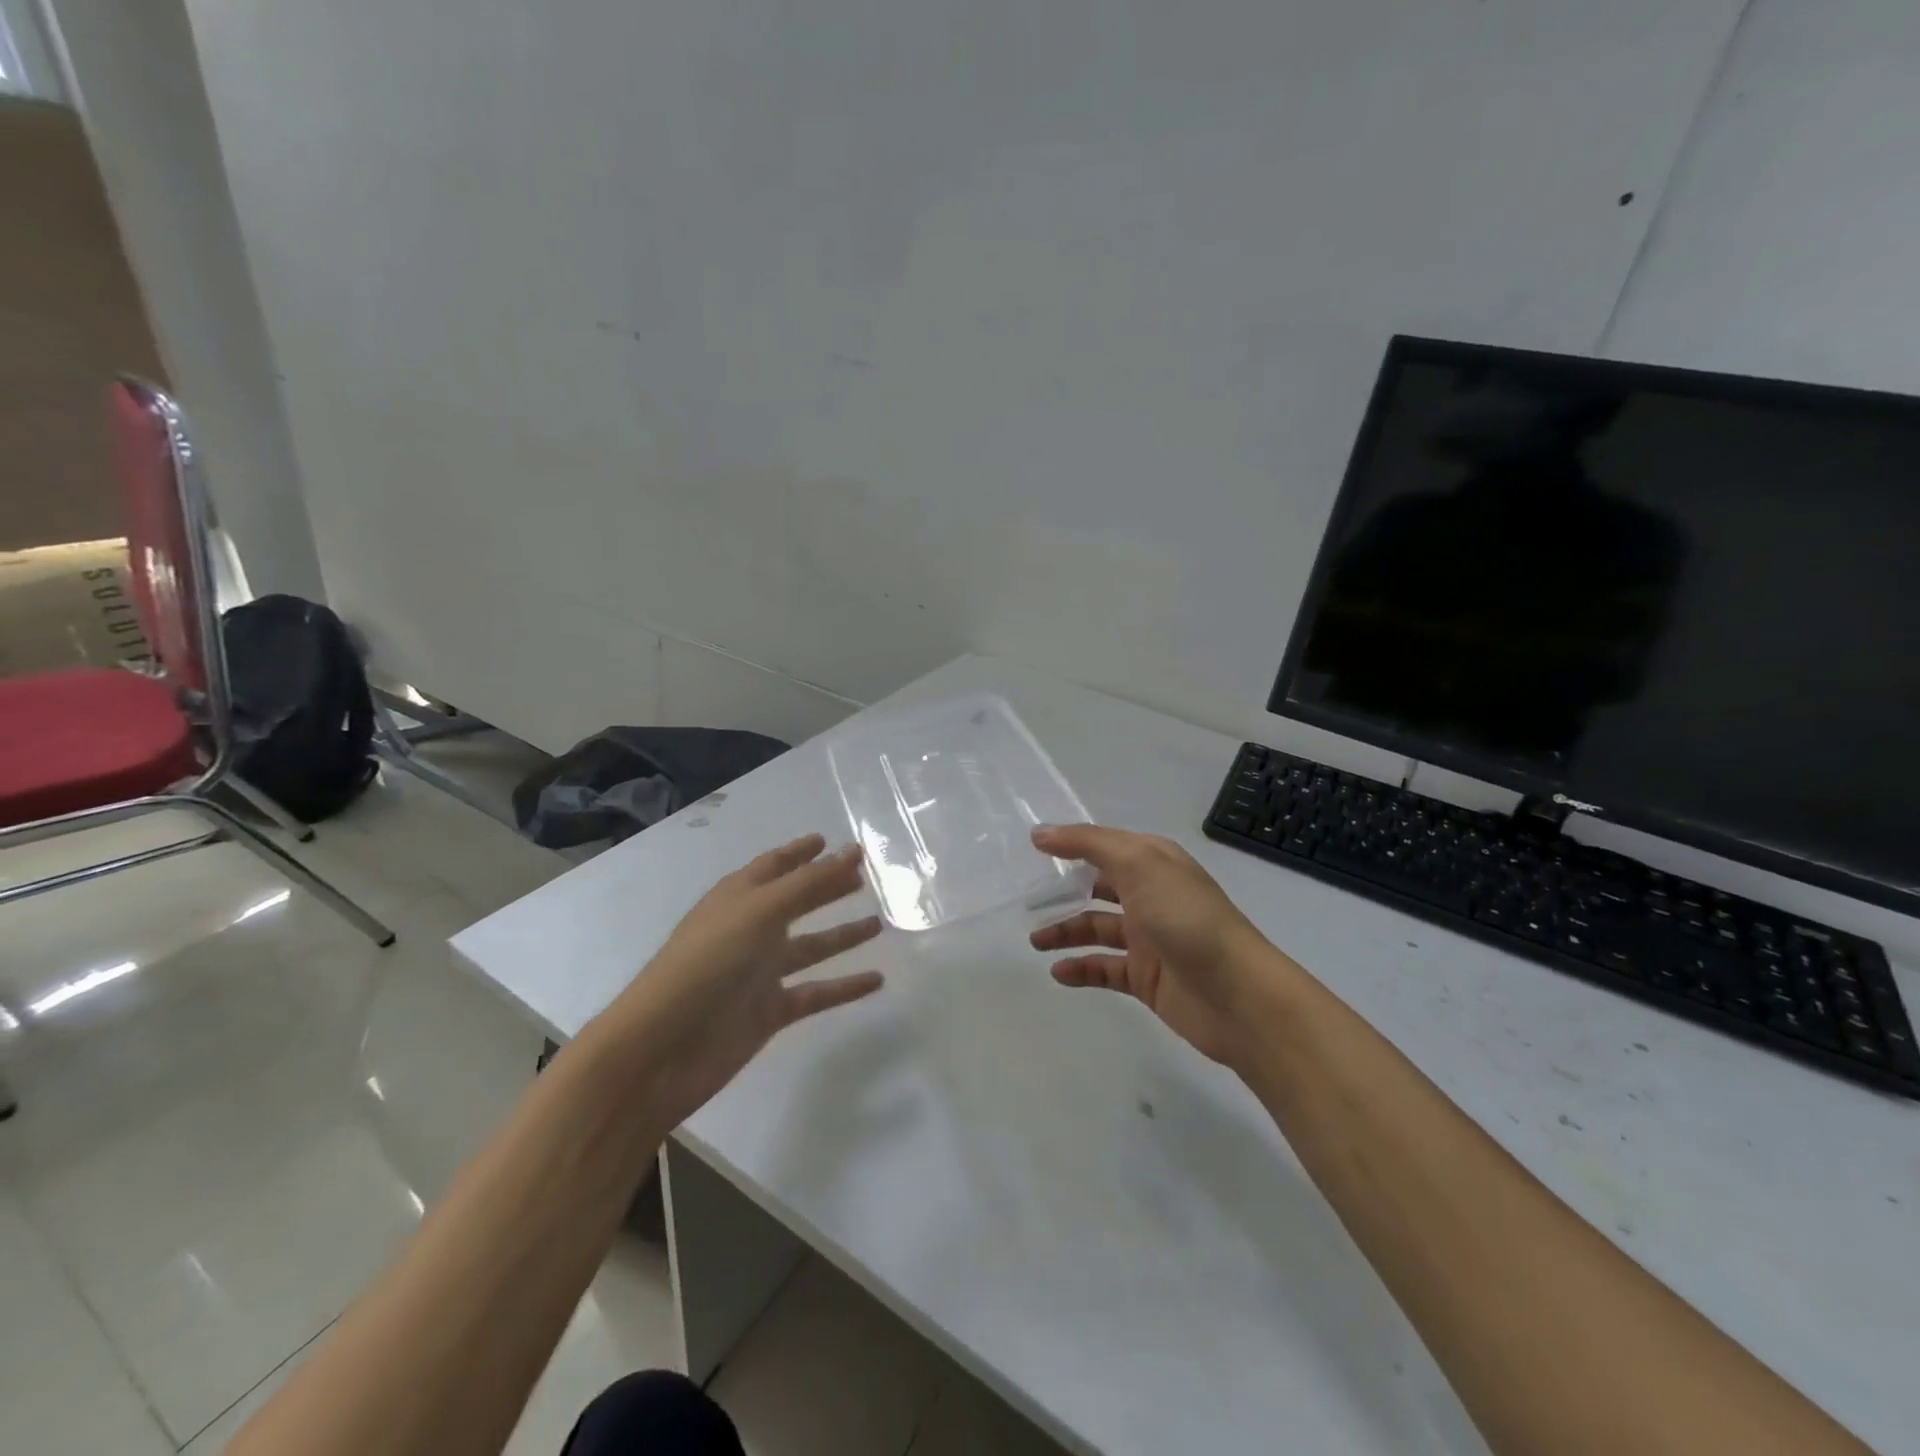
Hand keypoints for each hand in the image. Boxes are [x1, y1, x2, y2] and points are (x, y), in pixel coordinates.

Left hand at [604, 835, 882, 1129]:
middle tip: (865, 878)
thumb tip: (850, 853)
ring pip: (810, 947)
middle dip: (827, 888)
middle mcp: (750, 929)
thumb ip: (808, 884)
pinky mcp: (769, 1011)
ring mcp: (758, 972)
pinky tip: (877, 980)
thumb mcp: (760, 912)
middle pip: (797, 902)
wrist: (662, 1048)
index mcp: (738, 897)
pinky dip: (845, 986)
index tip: (830, 840)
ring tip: (880, 924)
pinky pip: (815, 991)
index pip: (774, 866)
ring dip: (843, 936)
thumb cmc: (707, 964)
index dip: (801, 852)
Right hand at [1030, 824, 1285, 1067]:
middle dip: (1065, 891)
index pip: (1105, 846)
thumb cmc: (1186, 918)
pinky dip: (1081, 968)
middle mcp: (1151, 895)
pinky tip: (1058, 972)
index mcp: (1154, 862)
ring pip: (1098, 928)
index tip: (1033, 848)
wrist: (1236, 994)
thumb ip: (1088, 844)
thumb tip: (1041, 833)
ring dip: (1066, 931)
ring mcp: (1149, 938)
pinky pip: (1105, 968)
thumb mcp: (1138, 864)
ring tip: (1036, 941)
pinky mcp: (1147, 978)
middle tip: (1027, 900)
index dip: (1072, 845)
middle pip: (1099, 887)